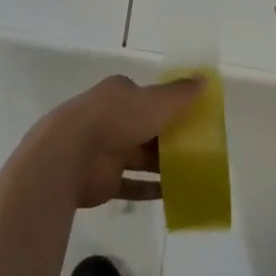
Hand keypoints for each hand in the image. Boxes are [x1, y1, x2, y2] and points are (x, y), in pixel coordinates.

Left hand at [22, 74, 204, 208]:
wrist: (70, 154)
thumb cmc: (116, 119)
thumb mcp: (155, 102)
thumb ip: (180, 94)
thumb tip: (205, 79)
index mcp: (119, 94)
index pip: (148, 97)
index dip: (169, 107)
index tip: (192, 118)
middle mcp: (111, 118)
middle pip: (145, 127)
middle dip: (168, 138)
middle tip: (197, 150)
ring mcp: (104, 149)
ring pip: (139, 156)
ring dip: (161, 165)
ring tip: (192, 175)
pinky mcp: (102, 180)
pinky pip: (131, 184)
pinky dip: (149, 189)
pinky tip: (172, 196)